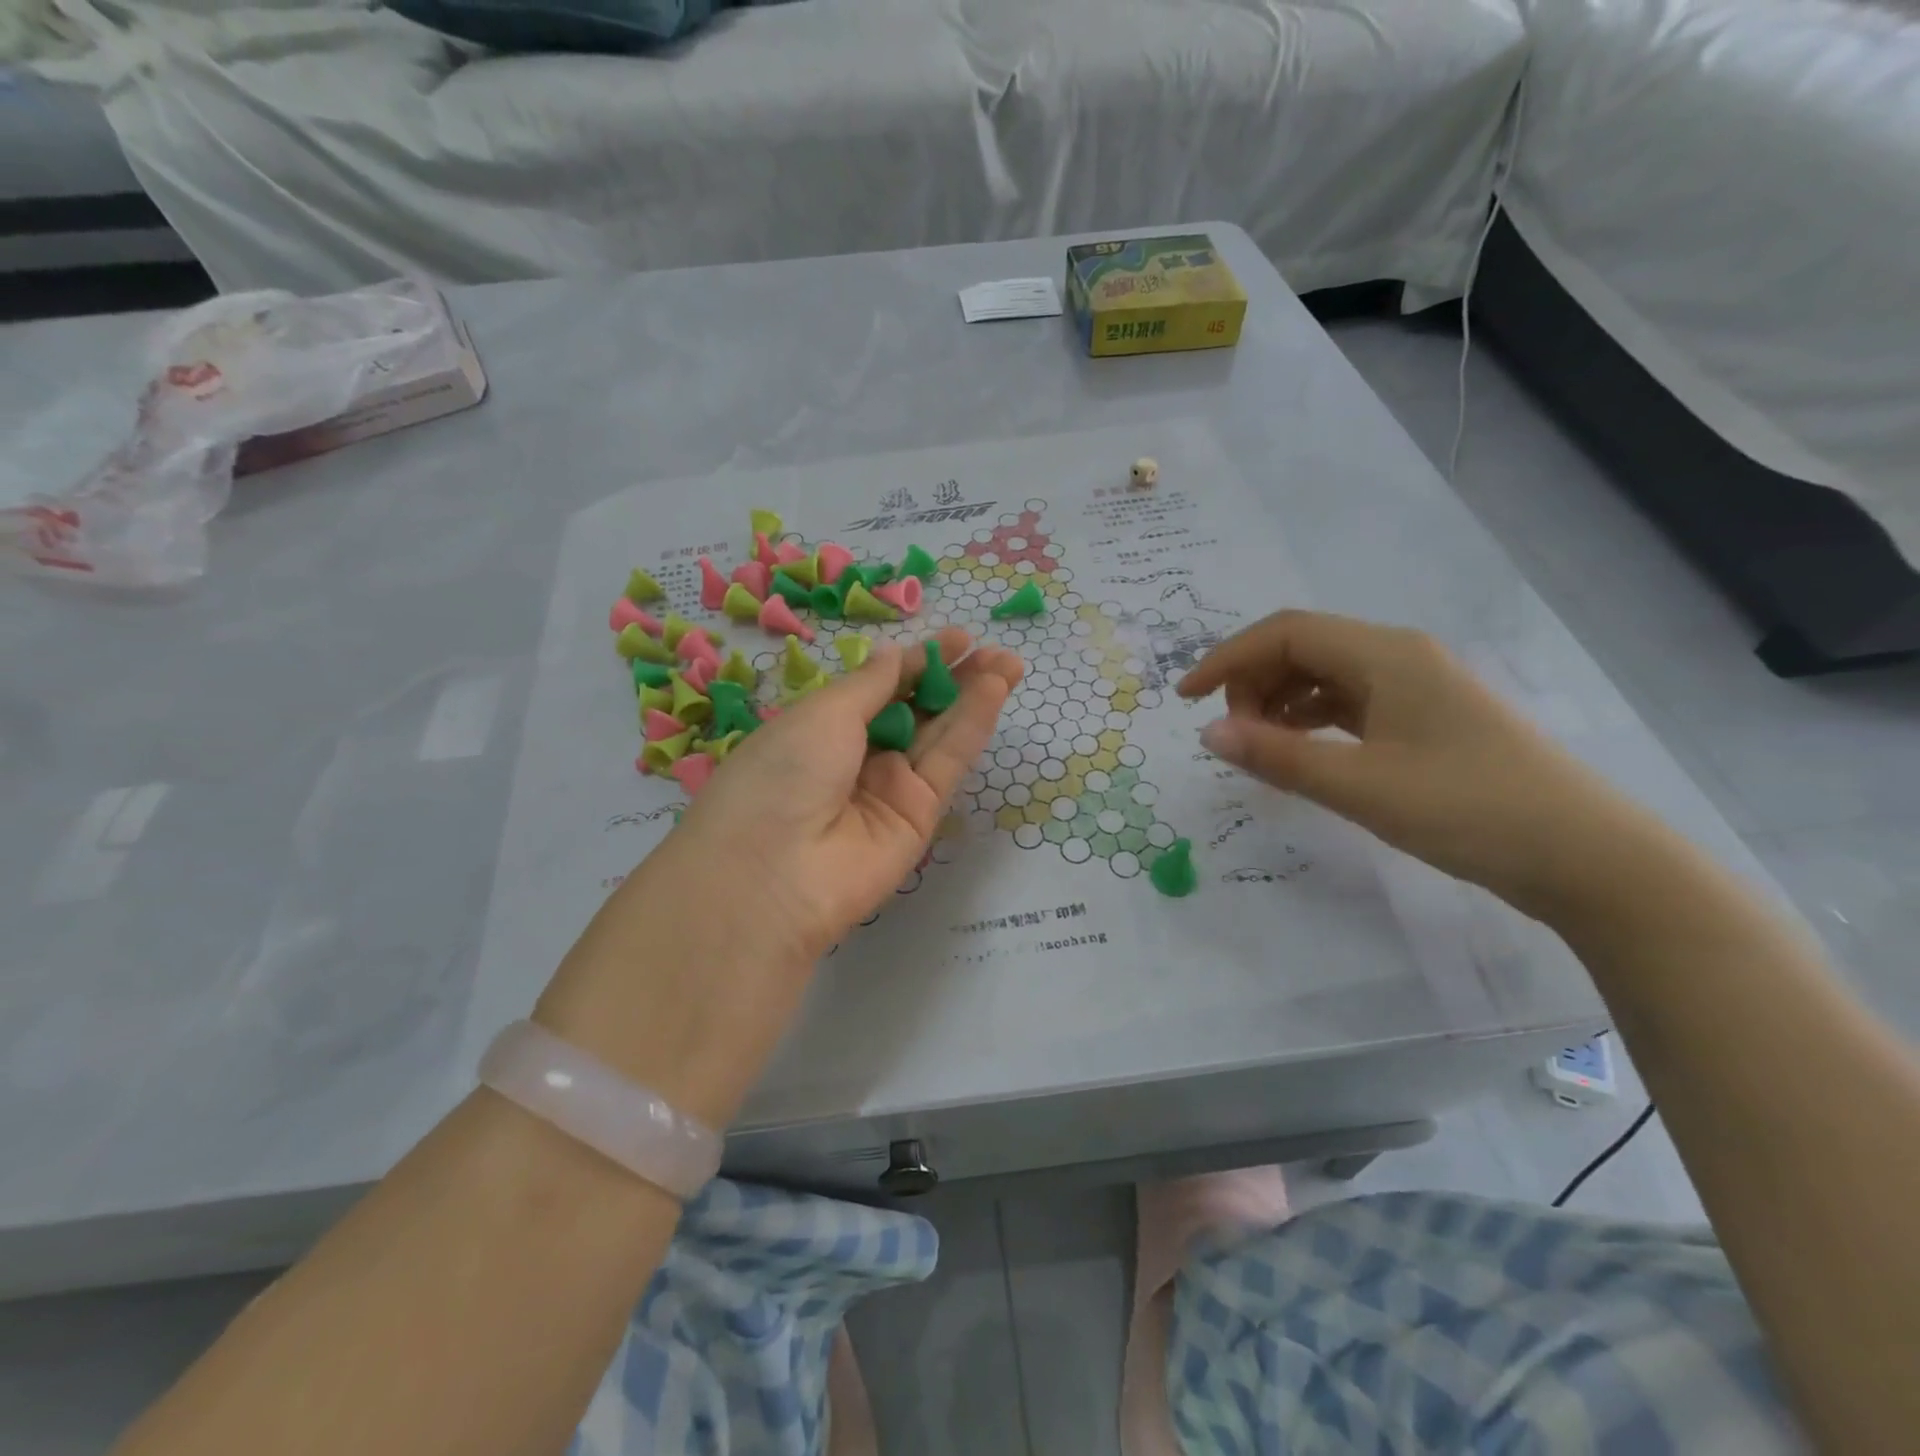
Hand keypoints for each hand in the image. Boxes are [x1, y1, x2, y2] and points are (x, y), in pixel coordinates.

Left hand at [536, 629, 1023, 1126]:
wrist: (774, 874)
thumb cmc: (783, 772)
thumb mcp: (823, 712)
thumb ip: (871, 684)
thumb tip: (897, 656)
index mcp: (821, 728)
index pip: (879, 688)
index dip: (917, 663)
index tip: (957, 639)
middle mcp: (856, 758)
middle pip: (914, 711)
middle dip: (953, 678)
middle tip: (992, 649)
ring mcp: (889, 790)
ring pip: (937, 736)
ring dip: (971, 697)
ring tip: (1008, 663)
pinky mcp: (919, 819)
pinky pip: (946, 764)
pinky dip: (971, 727)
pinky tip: (993, 691)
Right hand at [1178, 610, 1643, 917]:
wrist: (1584, 856)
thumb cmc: (1467, 809)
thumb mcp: (1359, 786)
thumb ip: (1276, 756)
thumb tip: (1207, 734)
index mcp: (1385, 654)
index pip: (1283, 633)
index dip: (1226, 659)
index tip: (1185, 700)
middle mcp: (1399, 656)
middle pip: (1301, 647)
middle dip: (1252, 684)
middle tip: (1234, 739)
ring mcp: (1416, 686)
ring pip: (1324, 675)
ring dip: (1279, 702)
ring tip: (1260, 749)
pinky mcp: (1426, 718)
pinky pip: (1349, 702)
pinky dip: (1311, 719)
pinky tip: (1301, 752)